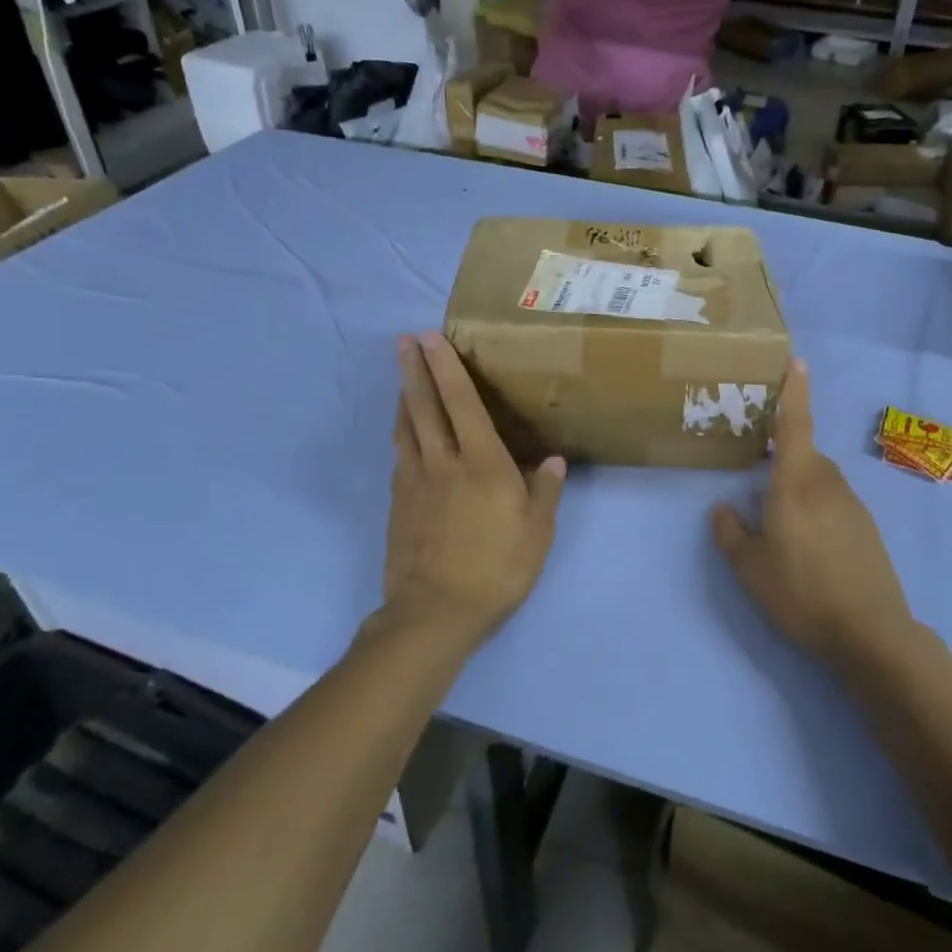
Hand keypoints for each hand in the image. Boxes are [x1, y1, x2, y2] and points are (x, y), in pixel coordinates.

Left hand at [382, 332, 565, 651]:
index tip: (432, 338)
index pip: (461, 404)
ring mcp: (413, 482)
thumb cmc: (496, 569)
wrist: (435, 613)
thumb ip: (544, 491)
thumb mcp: (537, 533)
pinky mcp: (397, 503)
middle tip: (404, 340)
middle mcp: (442, 462)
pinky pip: (400, 455)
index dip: (447, 368)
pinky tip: (404, 432)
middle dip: (414, 370)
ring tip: (401, 375)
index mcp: (481, 464)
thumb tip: (553, 460)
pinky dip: (402, 433)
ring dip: (403, 396)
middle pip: (424, 406)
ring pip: (406, 428)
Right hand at [712, 360, 914, 668]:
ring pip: (819, 482)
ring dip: (800, 493)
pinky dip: (819, 513)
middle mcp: (827, 483)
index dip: (795, 391)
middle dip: (784, 464)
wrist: (870, 632)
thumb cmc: (801, 592)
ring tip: (785, 534)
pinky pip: (835, 504)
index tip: (797, 361)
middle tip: (762, 492)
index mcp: (796, 482)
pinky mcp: (868, 527)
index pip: (795, 424)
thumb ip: (730, 532)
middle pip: (804, 457)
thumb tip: (723, 508)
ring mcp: (853, 504)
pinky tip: (812, 552)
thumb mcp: (749, 568)